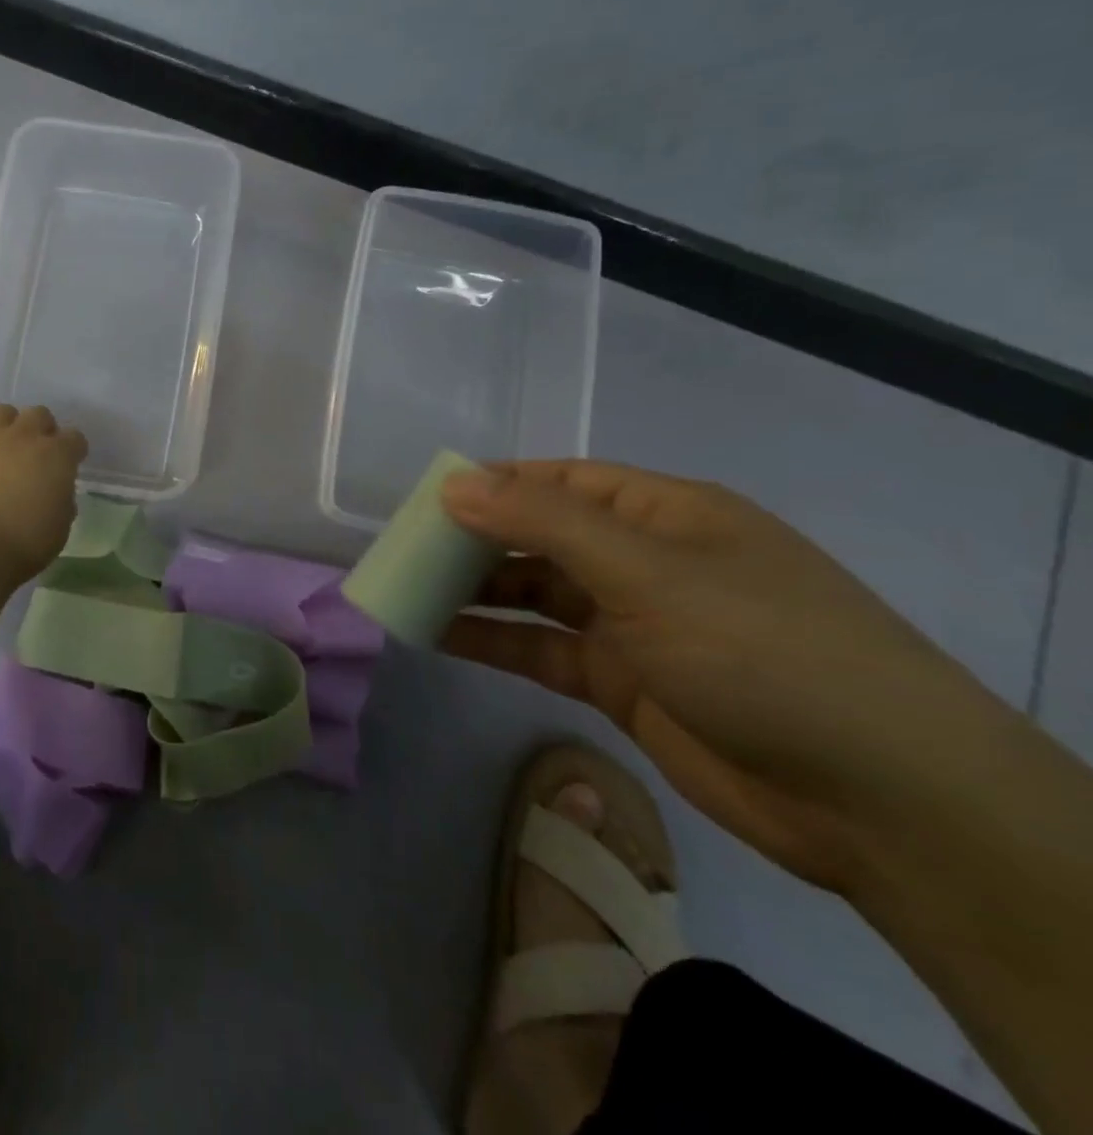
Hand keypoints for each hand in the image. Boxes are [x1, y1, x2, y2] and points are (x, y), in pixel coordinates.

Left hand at [0, 404, 88, 580]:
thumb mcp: (60, 527)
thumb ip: (62, 502)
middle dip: (41, 430)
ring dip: (8, 425)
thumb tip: (56, 493)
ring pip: (2, 412)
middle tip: (36, 453)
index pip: (75, 438)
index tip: (69, 464)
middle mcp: (25, 436)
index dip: (73, 450)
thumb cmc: (25, 541)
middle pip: (39, 415)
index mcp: (57, 455)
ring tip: (4, 447)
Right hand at [440, 460, 996, 893]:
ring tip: (405, 590)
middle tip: (402, 550)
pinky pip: (540, 649)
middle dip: (473, 540)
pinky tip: (438, 638)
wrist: (880, 802)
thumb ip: (543, 523)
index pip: (558, 480)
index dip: (491, 483)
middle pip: (540, 536)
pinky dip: (493, 641)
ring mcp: (633, 624)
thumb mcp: (647, 572)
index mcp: (663, 514)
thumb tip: (453, 482)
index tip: (423, 499)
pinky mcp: (622, 682)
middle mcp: (644, 561)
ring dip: (475, 592)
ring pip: (534, 594)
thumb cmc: (762, 652)